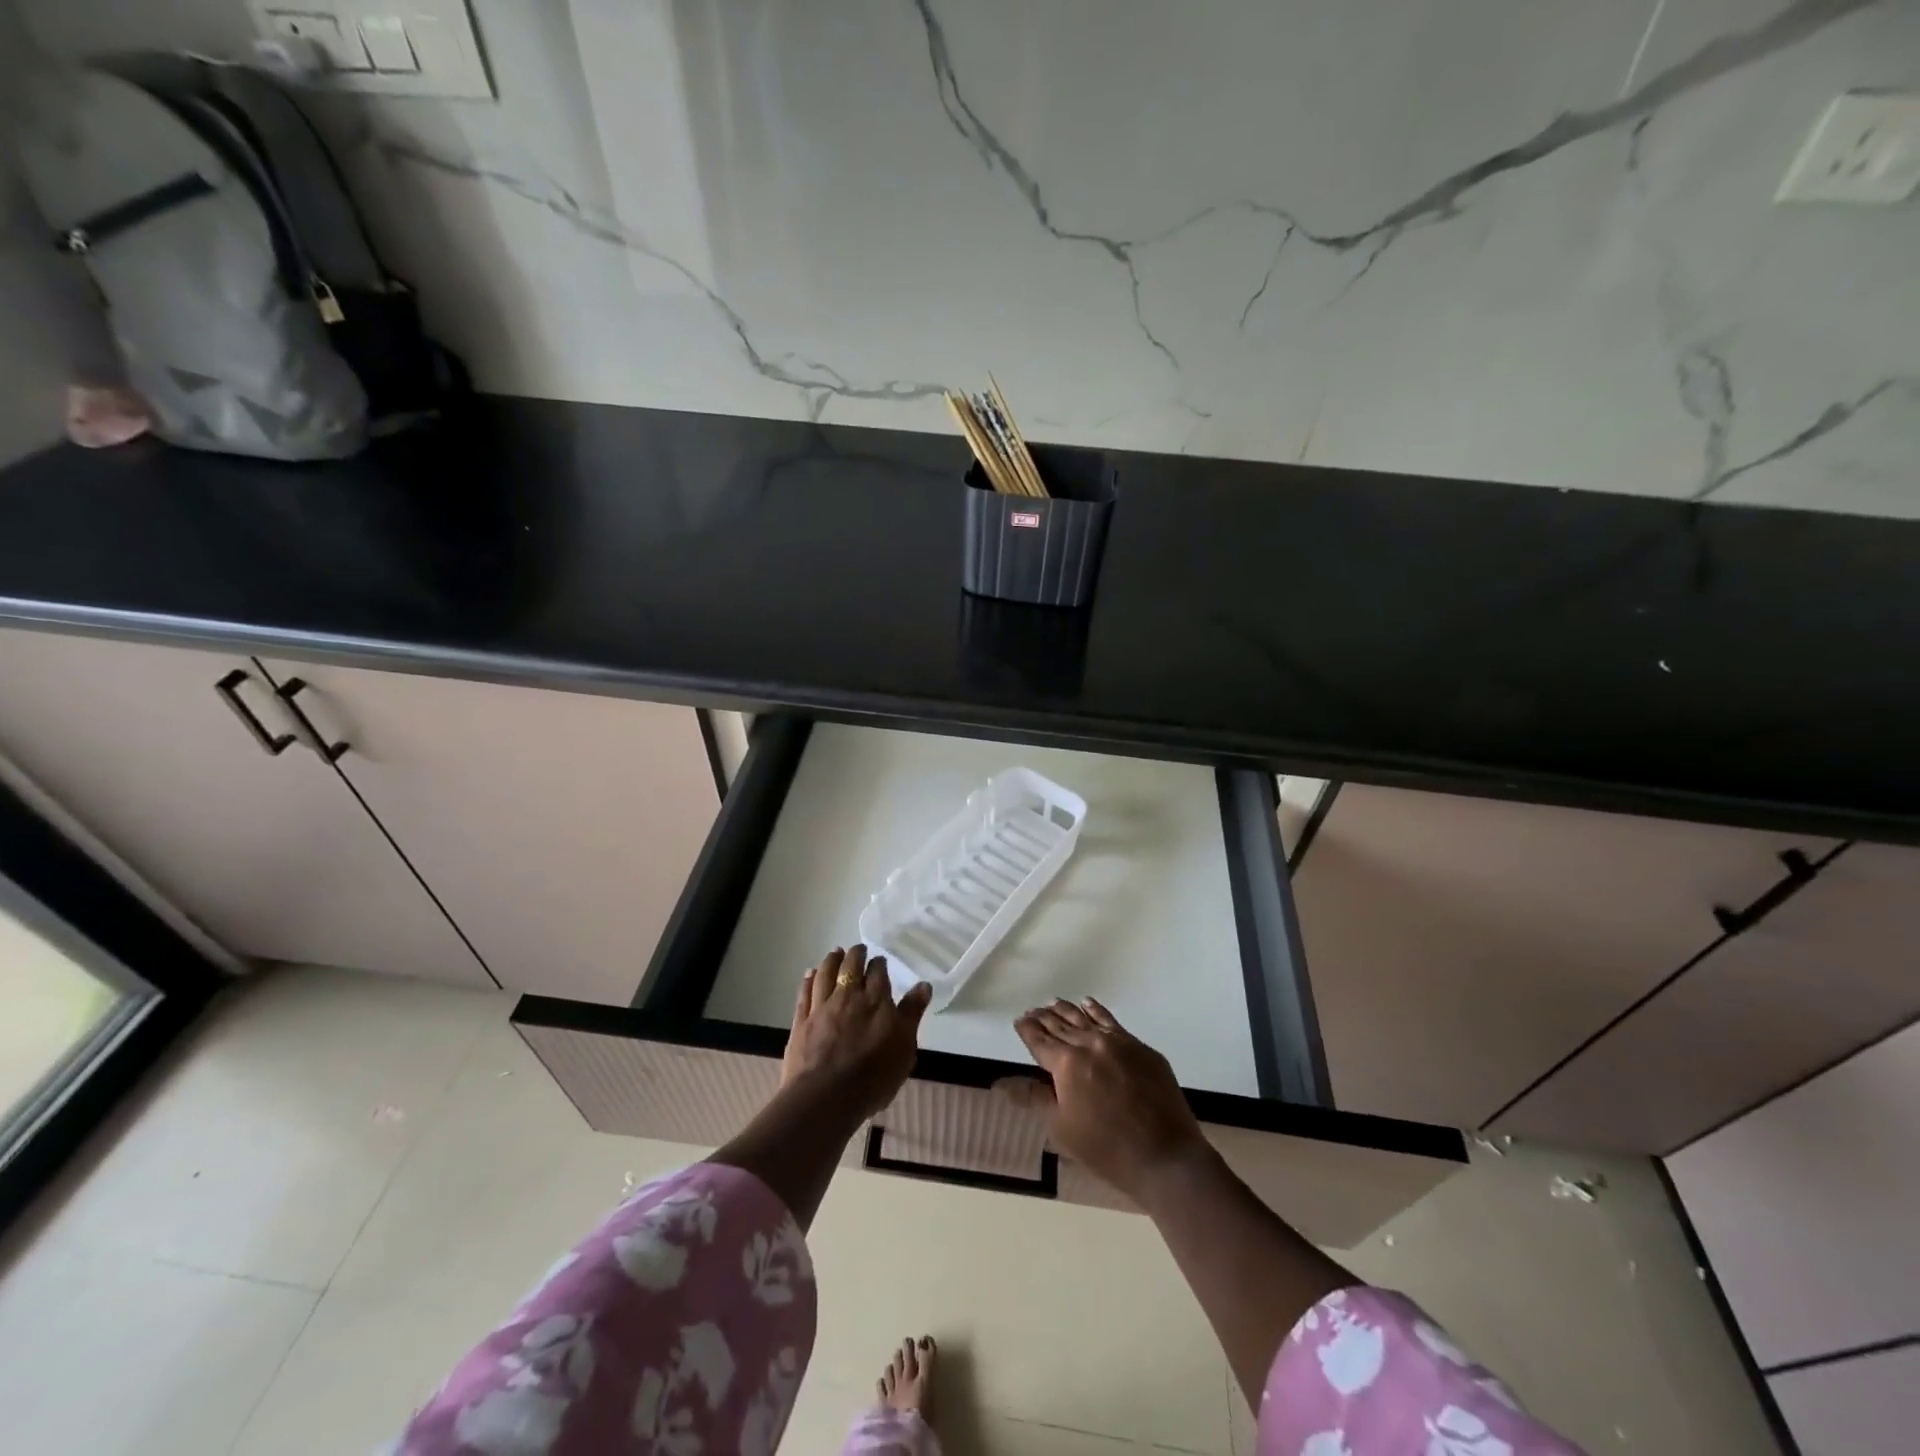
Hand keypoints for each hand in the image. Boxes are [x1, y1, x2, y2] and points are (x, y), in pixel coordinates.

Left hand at [783, 945, 931, 1120]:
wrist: (827, 1096)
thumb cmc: (873, 1076)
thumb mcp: (905, 1047)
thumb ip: (912, 1013)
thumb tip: (923, 985)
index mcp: (876, 1000)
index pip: (878, 971)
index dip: (879, 964)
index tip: (879, 962)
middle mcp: (848, 996)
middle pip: (851, 965)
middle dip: (855, 954)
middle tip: (858, 950)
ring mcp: (822, 1006)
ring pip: (825, 973)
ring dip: (831, 960)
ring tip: (835, 952)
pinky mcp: (801, 1020)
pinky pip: (804, 992)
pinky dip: (808, 979)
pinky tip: (810, 973)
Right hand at [1001, 998, 1212, 1201]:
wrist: (1165, 1156)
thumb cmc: (1106, 1149)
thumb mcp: (1062, 1128)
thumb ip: (1035, 1098)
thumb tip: (1002, 1082)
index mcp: (1066, 1064)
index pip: (1040, 1040)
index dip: (1027, 1030)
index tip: (1019, 1021)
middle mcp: (1090, 1044)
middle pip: (1061, 1025)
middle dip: (1044, 1018)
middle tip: (1032, 1011)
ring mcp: (1118, 1042)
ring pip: (1085, 1018)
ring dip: (1067, 1010)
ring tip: (1053, 1003)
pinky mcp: (1141, 1048)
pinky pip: (1112, 1022)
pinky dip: (1097, 1011)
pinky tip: (1089, 1004)